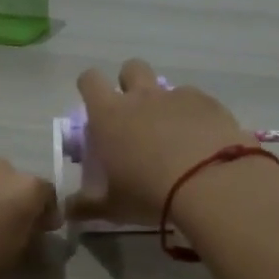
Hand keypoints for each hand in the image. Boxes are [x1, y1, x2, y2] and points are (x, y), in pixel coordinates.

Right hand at [65, 59, 249, 226]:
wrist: (211, 183)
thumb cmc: (150, 193)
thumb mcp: (113, 207)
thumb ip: (87, 206)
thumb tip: (67, 210)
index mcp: (109, 115)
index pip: (90, 80)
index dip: (90, 87)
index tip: (95, 105)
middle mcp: (141, 97)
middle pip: (130, 68)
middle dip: (130, 84)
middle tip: (134, 115)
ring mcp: (177, 96)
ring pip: (166, 85)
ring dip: (164, 102)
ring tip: (172, 133)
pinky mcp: (209, 103)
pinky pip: (196, 100)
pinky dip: (194, 114)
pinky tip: (201, 140)